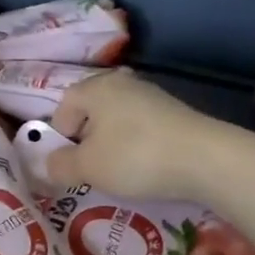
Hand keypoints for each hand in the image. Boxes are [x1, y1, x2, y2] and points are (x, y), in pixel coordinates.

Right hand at [46, 69, 230, 202]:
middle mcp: (123, 82)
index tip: (68, 163)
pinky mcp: (175, 112)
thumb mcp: (88, 168)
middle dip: (87, 139)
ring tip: (119, 171)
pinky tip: (146, 166)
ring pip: (118, 119)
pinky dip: (137, 145)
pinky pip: (142, 127)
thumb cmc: (135, 157)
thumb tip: (49, 164)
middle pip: (92, 110)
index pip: (64, 105)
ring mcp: (152, 95)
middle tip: (90, 168)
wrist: (205, 159)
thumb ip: (60, 165)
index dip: (59, 135)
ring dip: (112, 143)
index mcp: (95, 87)